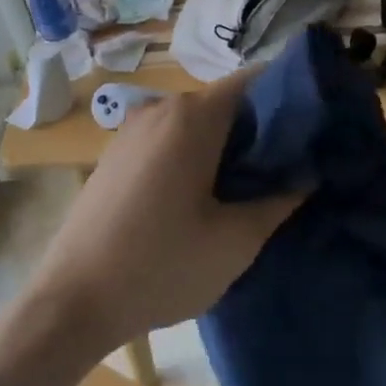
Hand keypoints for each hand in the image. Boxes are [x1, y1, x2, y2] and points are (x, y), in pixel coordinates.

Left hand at [32, 71, 303, 349]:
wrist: (71, 303)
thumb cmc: (162, 267)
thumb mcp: (235, 241)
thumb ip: (279, 200)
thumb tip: (306, 175)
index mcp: (192, 118)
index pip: (253, 82)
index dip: (288, 100)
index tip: (313, 130)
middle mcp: (159, 109)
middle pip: (224, 103)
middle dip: (259, 129)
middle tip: (289, 168)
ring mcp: (130, 131)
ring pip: (194, 124)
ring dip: (225, 146)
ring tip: (250, 187)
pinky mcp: (114, 156)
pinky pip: (167, 140)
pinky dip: (193, 155)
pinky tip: (202, 197)